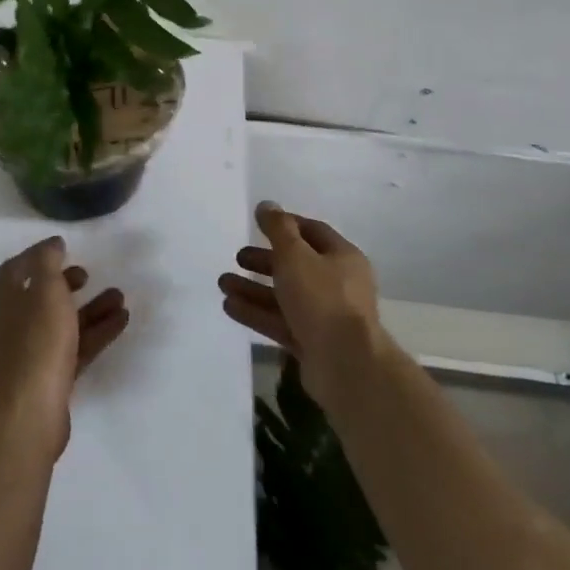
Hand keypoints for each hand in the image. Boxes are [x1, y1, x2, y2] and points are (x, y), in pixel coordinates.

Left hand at [0, 236, 128, 457]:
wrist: (31, 410)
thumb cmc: (37, 341)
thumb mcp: (45, 290)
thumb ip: (48, 262)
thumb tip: (52, 244)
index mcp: (6, 300)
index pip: (17, 268)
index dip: (39, 255)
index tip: (64, 247)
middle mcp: (14, 324)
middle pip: (41, 296)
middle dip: (66, 283)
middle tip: (88, 274)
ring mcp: (32, 352)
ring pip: (64, 322)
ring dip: (90, 307)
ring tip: (120, 297)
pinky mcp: (51, 376)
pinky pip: (76, 346)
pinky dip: (97, 331)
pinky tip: (122, 321)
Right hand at [217, 201, 384, 405]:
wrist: (346, 365)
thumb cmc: (322, 298)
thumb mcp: (295, 255)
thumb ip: (278, 228)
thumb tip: (266, 204)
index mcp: (342, 257)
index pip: (312, 232)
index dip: (285, 225)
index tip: (258, 224)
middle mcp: (337, 284)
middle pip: (296, 265)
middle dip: (264, 260)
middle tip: (238, 257)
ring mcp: (325, 316)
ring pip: (284, 296)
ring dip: (253, 288)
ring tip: (223, 283)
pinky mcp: (312, 342)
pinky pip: (280, 322)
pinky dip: (257, 313)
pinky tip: (229, 306)